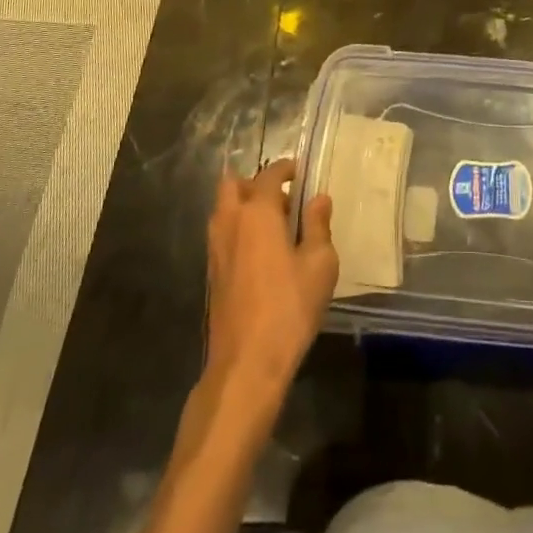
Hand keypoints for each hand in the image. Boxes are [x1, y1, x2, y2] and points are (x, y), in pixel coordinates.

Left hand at [204, 158, 337, 407]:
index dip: (285, 168)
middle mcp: (230, 223)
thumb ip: (318, 226)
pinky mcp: (212, 275)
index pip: (269, 175)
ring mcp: (215, 250)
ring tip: (275, 226)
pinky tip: (263, 254)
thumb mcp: (319, 264)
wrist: (246, 364)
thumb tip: (318, 199)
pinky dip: (239, 231)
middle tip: (282, 198)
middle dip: (255, 183)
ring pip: (224, 210)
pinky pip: (223, 235)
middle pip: (233, 185)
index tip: (300, 172)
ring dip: (244, 207)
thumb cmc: (289, 307)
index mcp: (257, 213)